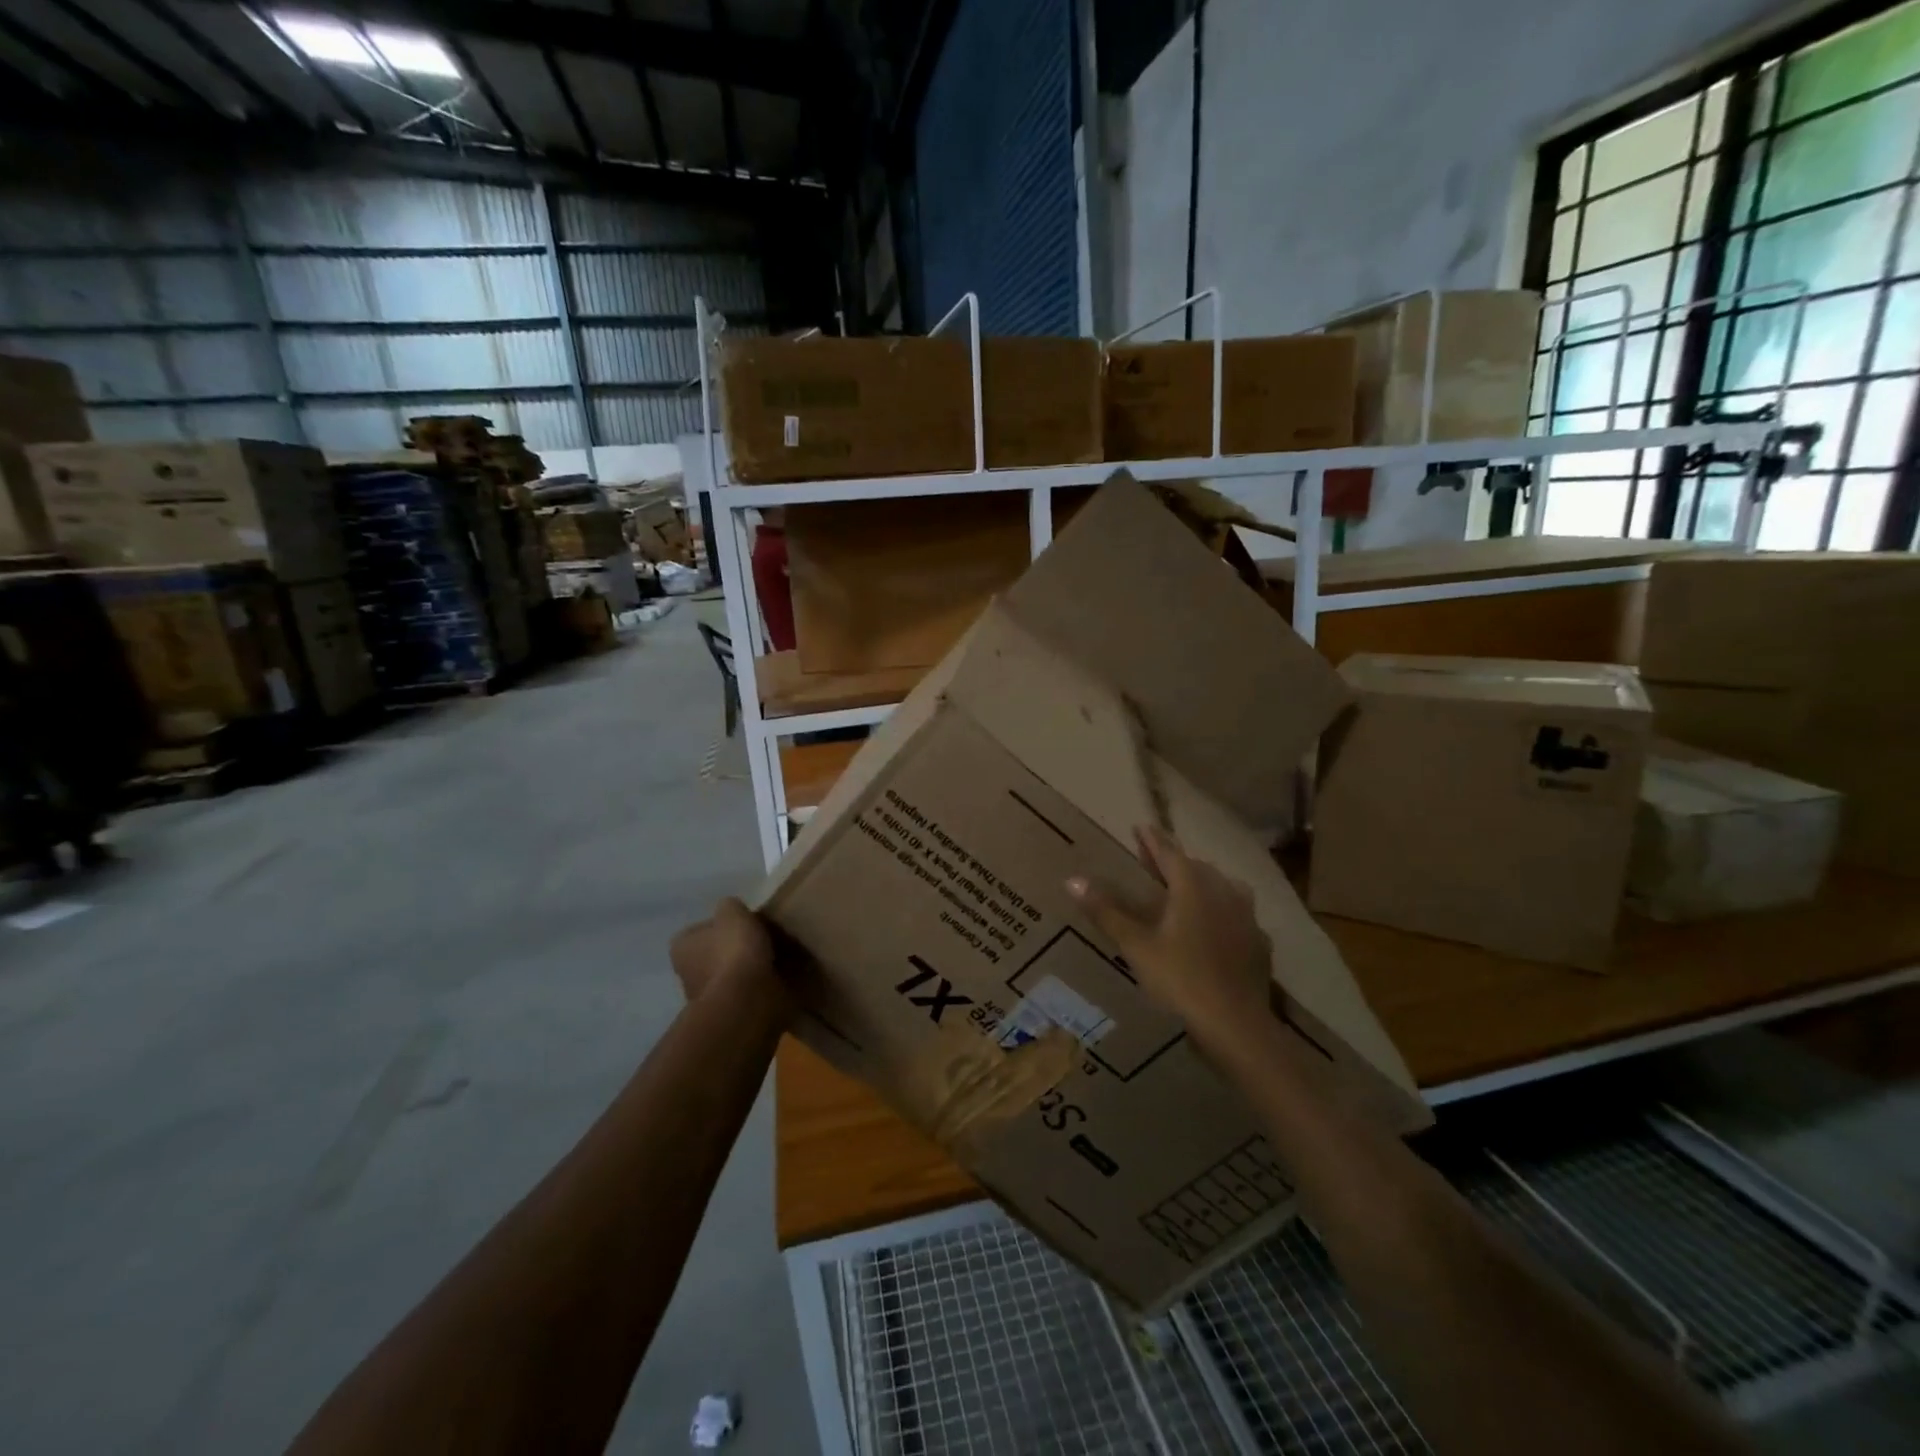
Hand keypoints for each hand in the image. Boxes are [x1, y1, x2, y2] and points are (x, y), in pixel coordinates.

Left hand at [669, 899, 791, 1018]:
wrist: (746, 1001)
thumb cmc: (733, 951)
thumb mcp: (733, 912)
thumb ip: (729, 906)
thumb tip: (731, 910)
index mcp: (681, 947)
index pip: (697, 931)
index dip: (718, 925)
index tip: (740, 924)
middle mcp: (685, 974)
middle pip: (711, 954)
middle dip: (731, 949)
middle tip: (758, 939)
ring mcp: (706, 997)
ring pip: (728, 975)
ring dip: (745, 970)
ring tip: (773, 958)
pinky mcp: (727, 1013)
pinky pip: (743, 992)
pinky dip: (756, 987)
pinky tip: (774, 978)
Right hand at [1067, 826, 1271, 1056]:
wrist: (1235, 1024)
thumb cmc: (1180, 979)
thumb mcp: (1136, 945)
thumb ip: (1106, 911)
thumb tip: (1072, 880)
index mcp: (1192, 888)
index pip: (1169, 853)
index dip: (1153, 840)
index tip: (1141, 826)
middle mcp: (1223, 893)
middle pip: (1197, 867)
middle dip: (1175, 860)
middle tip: (1155, 860)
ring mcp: (1246, 918)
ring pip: (1224, 887)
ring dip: (1204, 881)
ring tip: (1189, 888)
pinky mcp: (1259, 943)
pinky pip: (1239, 915)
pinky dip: (1224, 911)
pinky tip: (1219, 926)